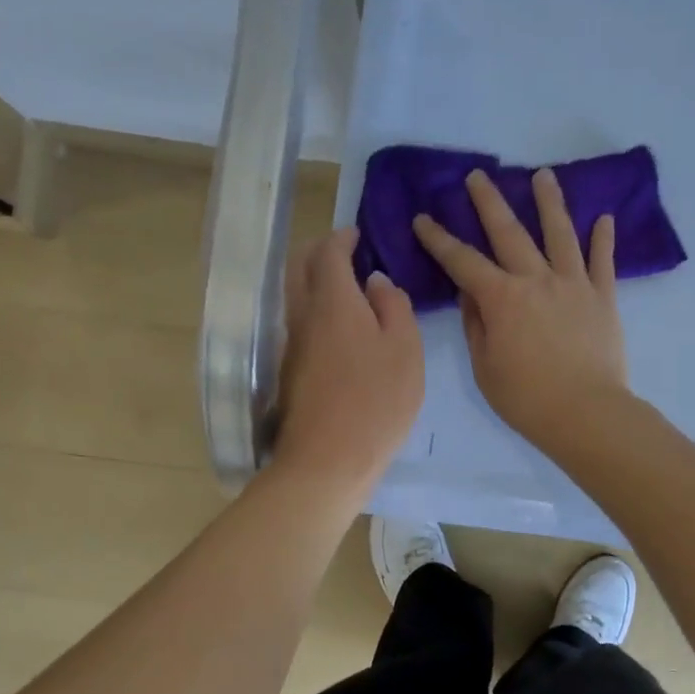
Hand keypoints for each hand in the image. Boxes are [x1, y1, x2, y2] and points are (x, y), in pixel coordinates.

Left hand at [271, 227, 423, 498]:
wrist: (327, 460)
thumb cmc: (376, 402)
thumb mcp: (405, 350)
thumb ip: (394, 307)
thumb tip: (376, 282)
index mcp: (333, 302)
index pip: (328, 253)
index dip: (341, 238)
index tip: (355, 234)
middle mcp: (303, 316)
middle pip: (299, 267)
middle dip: (319, 252)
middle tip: (345, 253)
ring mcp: (292, 345)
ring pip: (295, 295)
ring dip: (315, 281)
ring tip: (348, 288)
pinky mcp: (290, 370)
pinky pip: (300, 322)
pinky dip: (315, 308)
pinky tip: (341, 327)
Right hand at [412, 168, 628, 453]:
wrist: (586, 413)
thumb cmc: (526, 398)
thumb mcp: (485, 366)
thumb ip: (477, 325)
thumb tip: (471, 294)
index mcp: (502, 298)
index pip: (462, 261)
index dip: (439, 239)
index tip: (423, 218)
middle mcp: (537, 279)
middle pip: (509, 232)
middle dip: (489, 202)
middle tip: (478, 176)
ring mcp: (574, 284)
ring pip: (560, 233)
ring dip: (549, 202)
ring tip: (543, 175)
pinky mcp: (604, 297)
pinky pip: (603, 261)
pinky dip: (604, 239)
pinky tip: (605, 218)